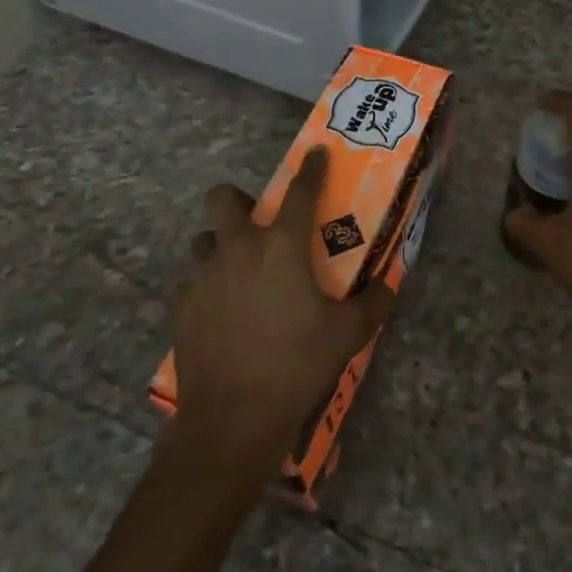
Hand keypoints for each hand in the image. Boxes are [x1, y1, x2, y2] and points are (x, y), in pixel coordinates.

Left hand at [171, 148, 393, 482]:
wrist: (232, 419)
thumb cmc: (296, 364)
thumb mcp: (348, 334)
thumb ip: (373, 304)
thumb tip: (389, 287)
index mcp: (281, 246)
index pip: (300, 191)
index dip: (310, 168)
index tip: (315, 152)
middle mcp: (238, 249)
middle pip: (222, 198)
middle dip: (237, 199)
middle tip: (257, 222)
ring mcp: (203, 276)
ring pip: (204, 240)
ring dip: (221, 245)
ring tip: (239, 271)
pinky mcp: (181, 306)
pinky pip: (192, 281)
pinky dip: (206, 286)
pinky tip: (220, 310)